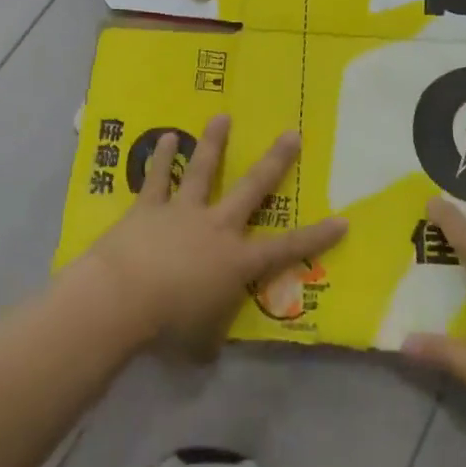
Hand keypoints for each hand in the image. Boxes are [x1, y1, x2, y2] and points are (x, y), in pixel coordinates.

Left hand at [79, 114, 347, 356]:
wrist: (123, 297)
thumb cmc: (168, 325)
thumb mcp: (199, 342)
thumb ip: (209, 338)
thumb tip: (209, 350)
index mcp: (237, 261)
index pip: (287, 248)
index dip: (316, 236)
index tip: (342, 220)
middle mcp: (217, 227)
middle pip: (252, 188)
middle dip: (275, 161)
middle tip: (292, 134)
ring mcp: (183, 211)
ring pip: (203, 170)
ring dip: (214, 142)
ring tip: (222, 116)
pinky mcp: (149, 207)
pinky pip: (157, 178)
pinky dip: (160, 158)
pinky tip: (163, 138)